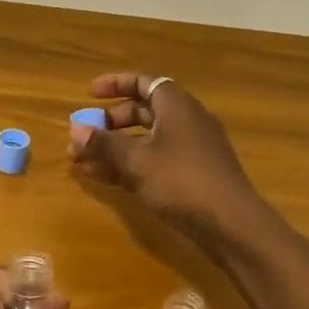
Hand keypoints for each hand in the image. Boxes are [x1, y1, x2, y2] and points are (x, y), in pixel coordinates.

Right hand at [69, 72, 260, 238]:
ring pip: (145, 141)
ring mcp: (190, 151)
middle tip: (83, 135)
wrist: (232, 225)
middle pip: (142, 112)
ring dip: (113, 149)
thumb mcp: (137, 161)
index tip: (90, 93)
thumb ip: (105, 144)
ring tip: (80, 161)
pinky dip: (128, 166)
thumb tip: (76, 131)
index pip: (144, 83)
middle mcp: (186, 122)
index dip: (116, 84)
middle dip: (110, 123)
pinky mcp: (191, 177)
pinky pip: (153, 163)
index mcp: (177, 106)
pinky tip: (101, 179)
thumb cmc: (182, 181)